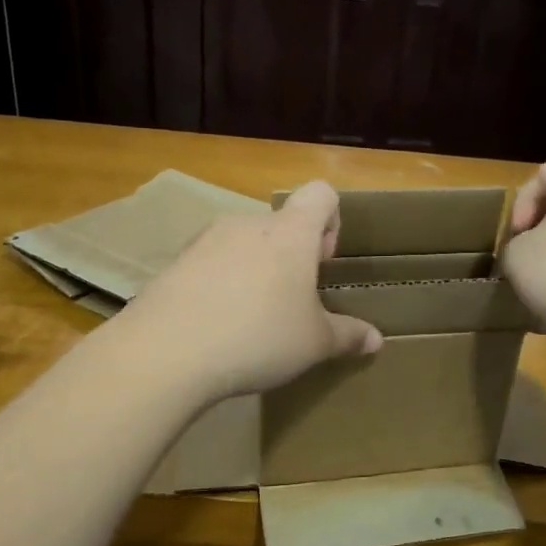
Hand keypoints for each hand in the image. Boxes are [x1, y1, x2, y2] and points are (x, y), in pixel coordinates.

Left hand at [123, 180, 382, 402]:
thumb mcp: (314, 344)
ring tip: (253, 318)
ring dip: (256, 270)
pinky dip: (221, 284)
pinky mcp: (176, 262)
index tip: (323, 264)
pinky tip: (217, 325)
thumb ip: (348, 336)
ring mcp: (207, 239)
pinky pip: (210, 263)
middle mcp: (249, 224)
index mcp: (291, 232)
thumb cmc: (259, 337)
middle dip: (292, 256)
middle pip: (281, 224)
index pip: (321, 194)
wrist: (169, 351)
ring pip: (244, 244)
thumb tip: (376, 340)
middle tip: (292, 302)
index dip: (331, 221)